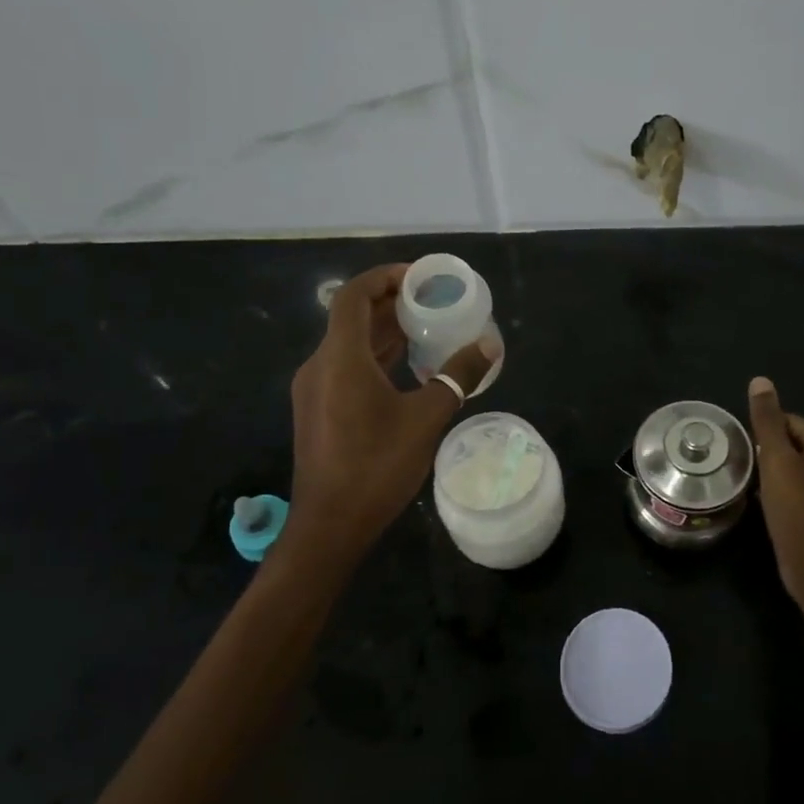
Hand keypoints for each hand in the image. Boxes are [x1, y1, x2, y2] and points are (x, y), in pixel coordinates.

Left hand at [284, 265, 495, 563]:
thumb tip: (488, 344)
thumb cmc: (377, 467)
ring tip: (427, 328)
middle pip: (352, 317)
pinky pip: (347, 367)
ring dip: (385, 332)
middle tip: (433, 301)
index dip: (384, 277)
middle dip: (392, 303)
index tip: (419, 276)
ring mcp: (315, 390)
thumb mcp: (427, 418)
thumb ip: (457, 376)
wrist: (330, 526)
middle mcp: (320, 366)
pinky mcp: (318, 411)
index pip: (353, 296)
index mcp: (340, 358)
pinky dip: (376, 357)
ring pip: (349, 344)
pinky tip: (408, 369)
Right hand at [749, 376, 803, 603]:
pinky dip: (780, 489)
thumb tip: (760, 380)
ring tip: (756, 487)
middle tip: (751, 473)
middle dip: (767, 454)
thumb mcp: (777, 460)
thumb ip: (767, 420)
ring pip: (791, 464)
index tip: (750, 455)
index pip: (787, 421)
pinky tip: (767, 502)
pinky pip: (796, 484)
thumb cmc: (796, 510)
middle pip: (789, 441)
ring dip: (771, 473)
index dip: (763, 437)